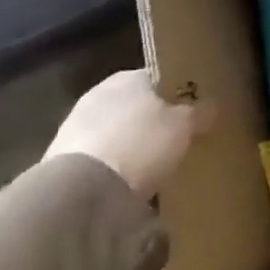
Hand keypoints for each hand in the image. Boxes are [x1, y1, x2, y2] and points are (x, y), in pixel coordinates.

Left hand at [43, 70, 209, 201]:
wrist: (81, 192)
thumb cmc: (141, 143)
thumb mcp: (186, 125)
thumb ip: (200, 112)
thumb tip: (210, 106)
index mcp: (128, 77)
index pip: (159, 77)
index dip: (178, 92)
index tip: (193, 109)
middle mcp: (98, 94)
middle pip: (135, 104)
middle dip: (152, 119)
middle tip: (177, 136)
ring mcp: (73, 127)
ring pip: (115, 130)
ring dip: (130, 143)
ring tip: (154, 163)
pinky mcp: (59, 161)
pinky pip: (99, 157)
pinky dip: (113, 165)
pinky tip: (129, 180)